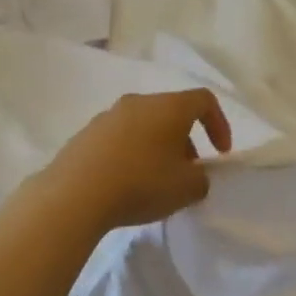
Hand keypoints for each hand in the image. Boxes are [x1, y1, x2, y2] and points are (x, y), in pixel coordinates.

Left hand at [33, 89, 232, 231]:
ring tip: (155, 182)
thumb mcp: (187, 189)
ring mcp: (108, 116)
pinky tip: (126, 184)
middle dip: (186, 141)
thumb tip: (194, 176)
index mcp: (168, 107)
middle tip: (187, 173)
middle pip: (171, 113)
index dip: (219, 124)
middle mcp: (138, 102)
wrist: (74, 194)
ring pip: (144, 125)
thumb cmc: (141, 183)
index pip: (204, 100)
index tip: (220, 154)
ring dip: (157, 148)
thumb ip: (201, 179)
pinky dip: (131, 155)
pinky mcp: (85, 135)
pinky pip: (119, 139)